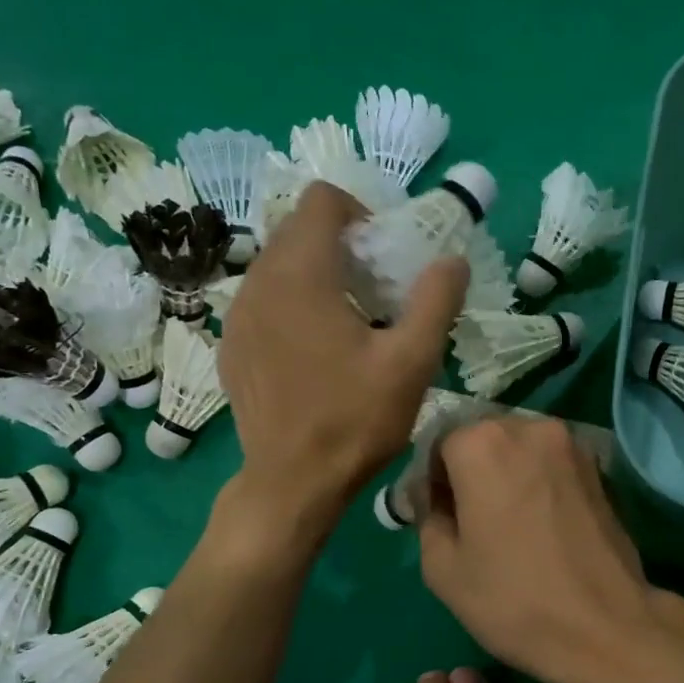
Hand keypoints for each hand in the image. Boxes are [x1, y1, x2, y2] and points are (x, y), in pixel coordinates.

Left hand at [217, 183, 466, 537]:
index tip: (384, 256)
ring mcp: (237, 316)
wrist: (292, 482)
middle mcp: (258, 282)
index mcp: (301, 274)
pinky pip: (262, 301)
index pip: (321, 199)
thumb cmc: (355, 420)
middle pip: (298, 230)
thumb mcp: (412, 363)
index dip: (359, 213)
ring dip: (315, 275)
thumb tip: (453, 260)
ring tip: (347, 322)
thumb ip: (436, 301)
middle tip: (375, 292)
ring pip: (277, 266)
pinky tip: (314, 352)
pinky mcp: (231, 346)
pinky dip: (291, 305)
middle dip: (340, 245)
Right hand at [419, 416, 666, 682]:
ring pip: (521, 448)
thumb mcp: (442, 568)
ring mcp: (572, 445)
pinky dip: (539, 482)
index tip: (441, 516)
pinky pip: (552, 464)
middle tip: (473, 521)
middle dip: (472, 470)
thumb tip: (435, 498)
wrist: (605, 627)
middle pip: (484, 438)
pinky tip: (542, 524)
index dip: (434, 480)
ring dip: (507, 474)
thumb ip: (428, 516)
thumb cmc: (512, 599)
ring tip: (511, 523)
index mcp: (482, 444)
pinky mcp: (600, 468)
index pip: (440, 444)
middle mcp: (529, 428)